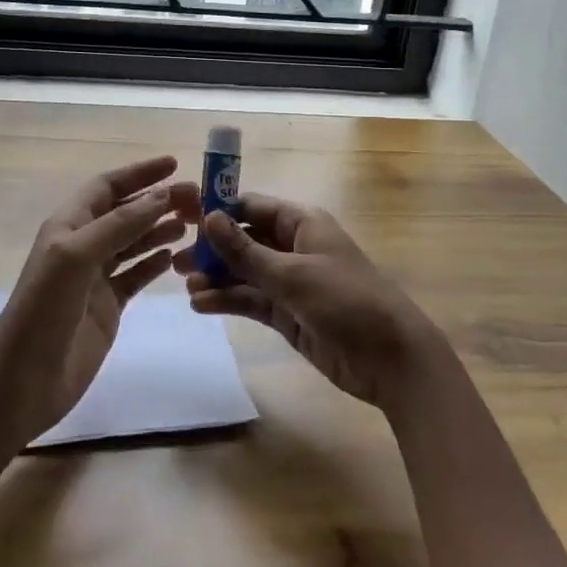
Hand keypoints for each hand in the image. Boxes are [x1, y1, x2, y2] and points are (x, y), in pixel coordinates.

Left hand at [0, 156, 193, 444]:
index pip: (107, 186)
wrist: (24, 380)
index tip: (175, 164)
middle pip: (125, 212)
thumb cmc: (44, 310)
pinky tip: (174, 256)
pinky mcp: (107, 306)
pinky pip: (135, 275)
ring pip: (133, 242)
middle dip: (157, 201)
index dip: (139, 173)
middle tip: (197, 200)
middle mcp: (82, 245)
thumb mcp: (77, 256)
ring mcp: (95, 277)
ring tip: (191, 223)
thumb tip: (162, 195)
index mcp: (68, 225)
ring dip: (159, 229)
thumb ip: (119, 224)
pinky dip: (154, 263)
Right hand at [175, 193, 446, 409]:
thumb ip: (246, 251)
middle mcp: (293, 247)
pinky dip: (228, 300)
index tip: (183, 216)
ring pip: (244, 272)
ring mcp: (290, 282)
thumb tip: (208, 217)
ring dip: (216, 277)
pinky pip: (251, 300)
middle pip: (244, 240)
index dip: (219, 210)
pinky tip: (201, 305)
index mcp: (301, 223)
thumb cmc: (346, 301)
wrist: (390, 359)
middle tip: (175, 258)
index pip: (252, 207)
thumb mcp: (292, 274)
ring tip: (184, 285)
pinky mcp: (288, 313)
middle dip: (212, 248)